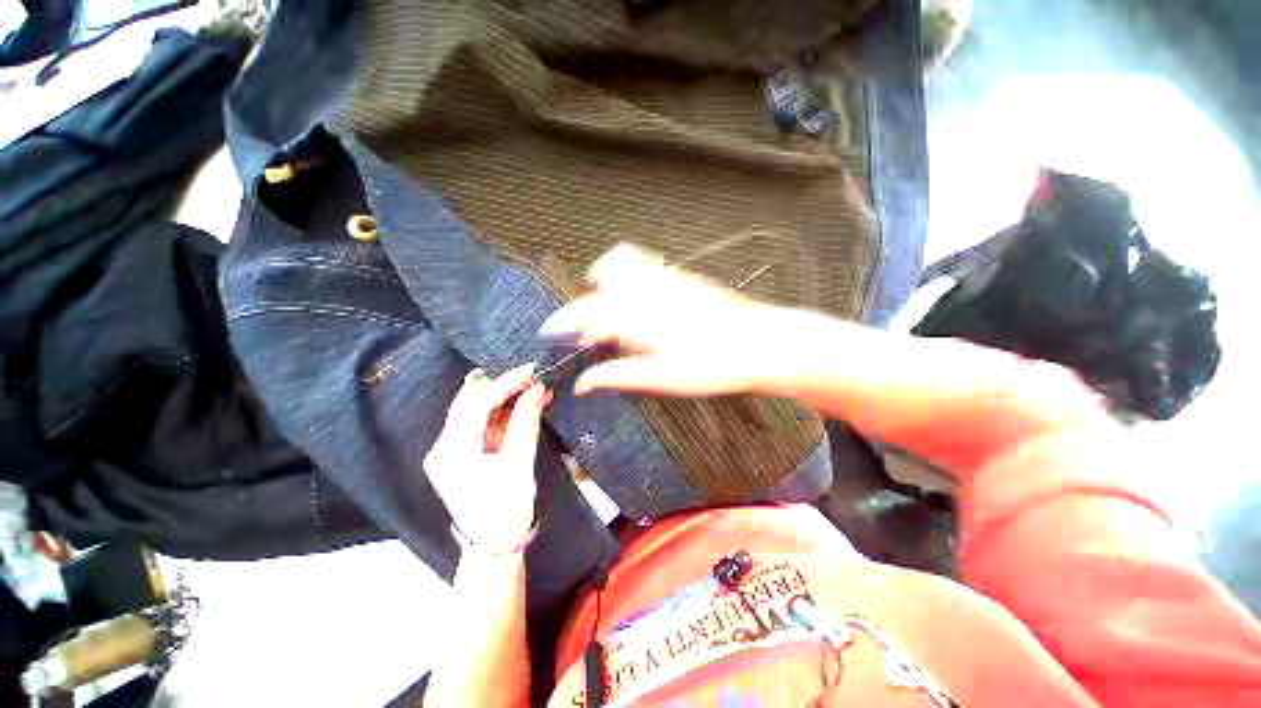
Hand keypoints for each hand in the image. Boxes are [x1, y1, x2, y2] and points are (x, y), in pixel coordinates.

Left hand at [424, 364, 550, 551]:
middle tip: (533, 377)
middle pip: (472, 403)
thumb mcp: (519, 463)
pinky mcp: (463, 455)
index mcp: (450, 451)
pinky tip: (526, 405)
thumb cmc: (506, 509)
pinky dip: (505, 415)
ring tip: (535, 389)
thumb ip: (526, 421)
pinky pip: (484, 426)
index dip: (506, 383)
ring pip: (478, 412)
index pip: (477, 404)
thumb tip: (536, 387)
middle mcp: (443, 446)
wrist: (496, 547)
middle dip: (504, 387)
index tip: (532, 370)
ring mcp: (451, 451)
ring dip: (507, 400)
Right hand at [539, 244, 785, 396]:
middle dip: (584, 305)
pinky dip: (627, 275)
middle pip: (599, 284)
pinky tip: (637, 299)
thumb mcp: (661, 379)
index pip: (587, 313)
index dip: (564, 321)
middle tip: (586, 331)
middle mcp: (647, 290)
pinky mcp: (682, 276)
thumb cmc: (713, 365)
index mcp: (638, 317)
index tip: (549, 331)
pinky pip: (643, 263)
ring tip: (606, 307)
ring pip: (620, 263)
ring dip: (604, 281)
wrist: (761, 343)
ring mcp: (666, 277)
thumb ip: (617, 375)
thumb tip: (583, 382)